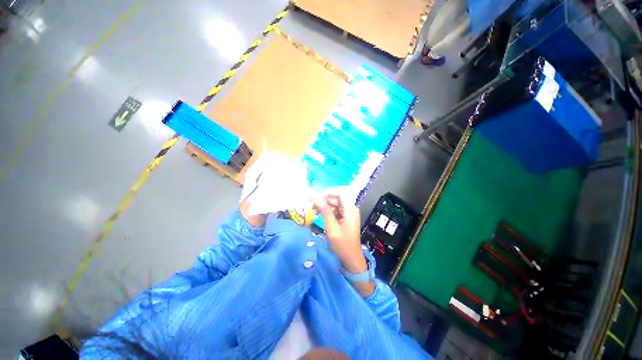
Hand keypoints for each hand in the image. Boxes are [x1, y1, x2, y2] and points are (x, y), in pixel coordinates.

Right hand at [313, 193, 365, 273]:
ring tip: (313, 209)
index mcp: (350, 210)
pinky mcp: (345, 218)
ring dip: (324, 205)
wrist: (351, 259)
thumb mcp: (332, 229)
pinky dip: (327, 211)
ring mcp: (348, 214)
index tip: (316, 197)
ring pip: (335, 204)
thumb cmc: (342, 245)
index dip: (327, 193)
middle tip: (311, 203)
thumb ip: (325, 212)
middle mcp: (351, 209)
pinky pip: (336, 210)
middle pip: (337, 199)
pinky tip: (319, 214)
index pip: (340, 194)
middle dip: (324, 200)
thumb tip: (316, 198)